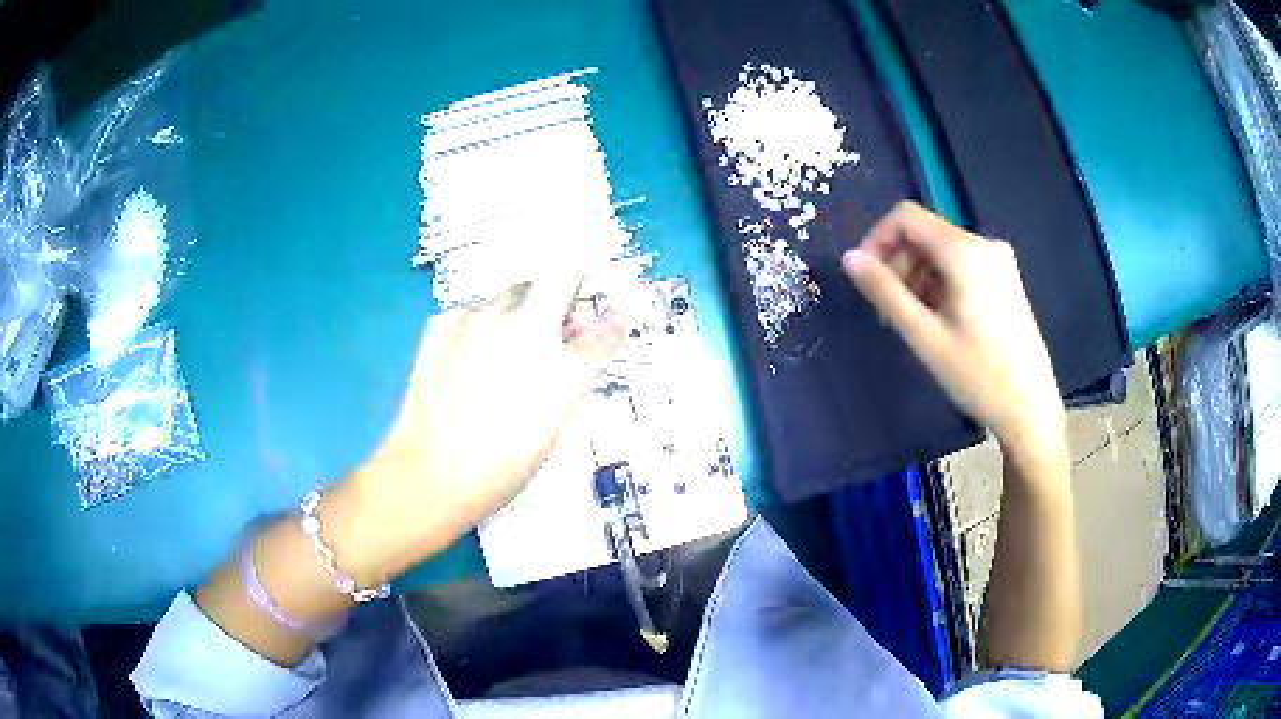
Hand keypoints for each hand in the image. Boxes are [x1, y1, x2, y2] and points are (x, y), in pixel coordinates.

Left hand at [324, 277, 626, 582]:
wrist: (434, 474)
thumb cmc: (506, 458)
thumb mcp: (559, 415)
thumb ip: (586, 356)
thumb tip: (606, 318)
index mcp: (561, 353)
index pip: (593, 301)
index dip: (593, 302)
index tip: (589, 317)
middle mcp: (520, 320)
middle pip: (545, 286)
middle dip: (551, 307)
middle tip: (541, 348)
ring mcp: (475, 317)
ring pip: (505, 302)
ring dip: (511, 321)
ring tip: (493, 370)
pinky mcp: (440, 322)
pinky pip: (470, 315)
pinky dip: (475, 333)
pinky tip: (462, 370)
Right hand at [842, 202, 1063, 449]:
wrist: (1030, 409)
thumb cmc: (977, 375)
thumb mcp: (924, 336)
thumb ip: (884, 292)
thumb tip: (849, 258)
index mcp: (964, 250)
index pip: (906, 216)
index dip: (877, 239)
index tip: (865, 279)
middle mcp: (984, 244)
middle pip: (925, 234)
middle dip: (898, 265)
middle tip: (888, 314)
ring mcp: (999, 262)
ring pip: (942, 252)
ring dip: (918, 279)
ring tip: (913, 324)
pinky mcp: (1006, 280)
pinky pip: (961, 267)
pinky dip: (940, 285)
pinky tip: (939, 323)